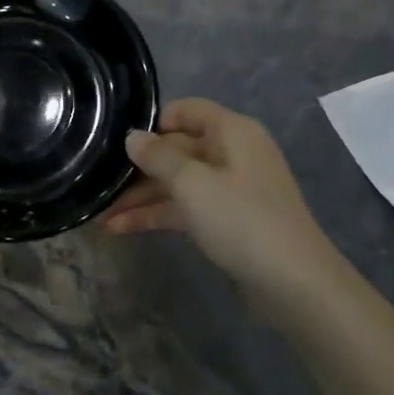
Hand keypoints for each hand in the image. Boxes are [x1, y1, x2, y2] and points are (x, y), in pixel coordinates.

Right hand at [105, 98, 325, 292]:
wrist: (295, 284)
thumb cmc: (242, 220)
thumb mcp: (193, 184)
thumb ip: (158, 157)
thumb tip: (132, 137)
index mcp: (231, 132)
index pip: (186, 110)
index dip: (152, 121)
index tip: (118, 140)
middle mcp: (232, 153)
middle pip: (177, 148)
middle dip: (138, 167)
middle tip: (98, 181)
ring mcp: (230, 188)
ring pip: (177, 182)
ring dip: (141, 196)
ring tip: (101, 214)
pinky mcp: (227, 220)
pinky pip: (186, 207)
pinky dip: (157, 215)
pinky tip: (122, 228)